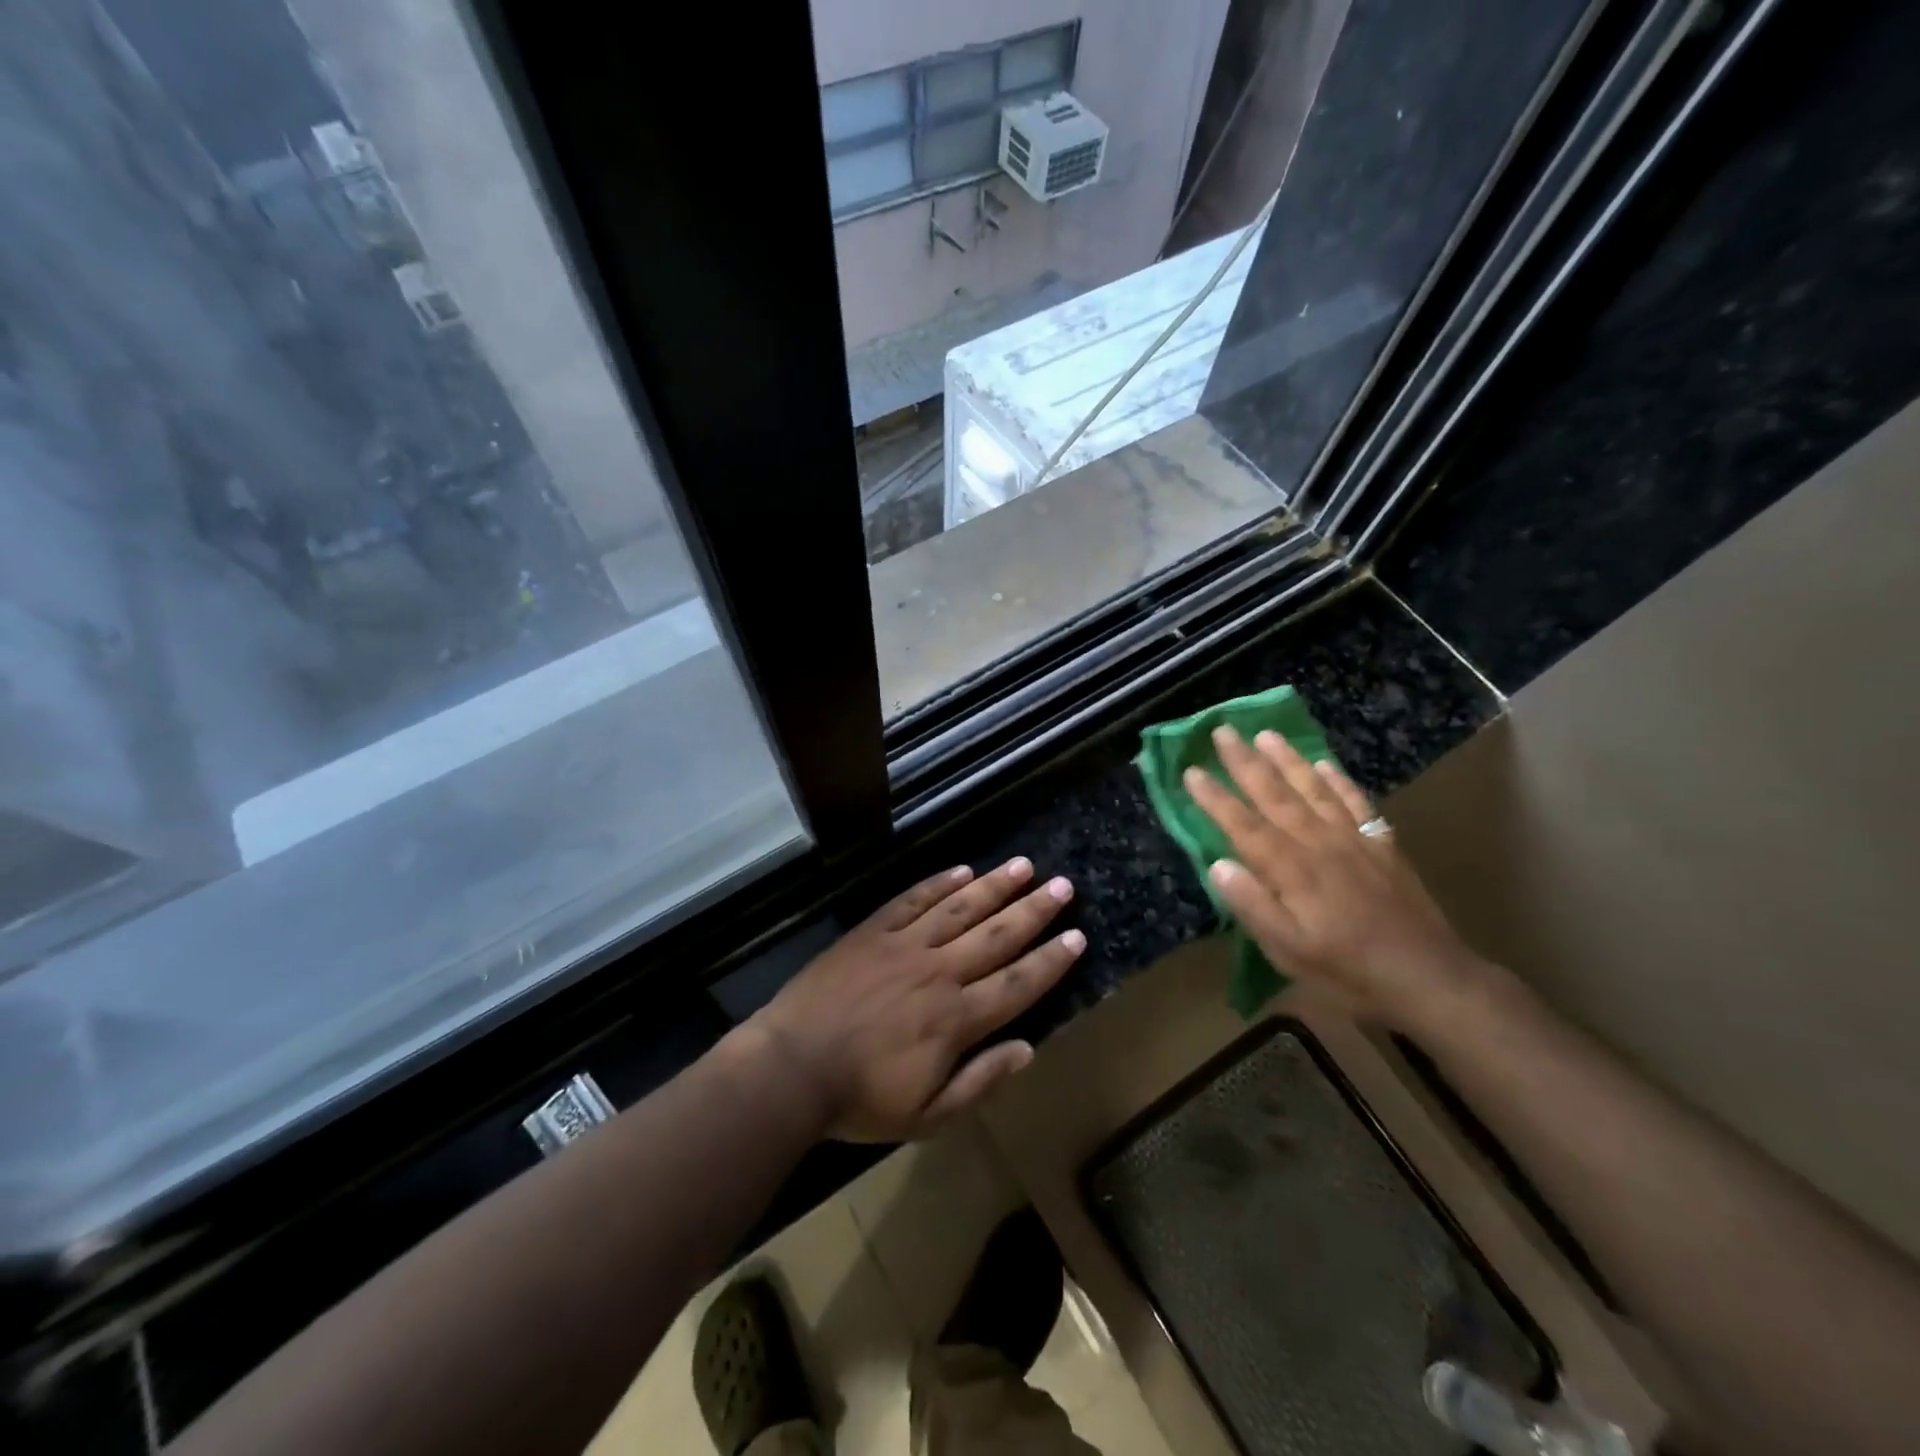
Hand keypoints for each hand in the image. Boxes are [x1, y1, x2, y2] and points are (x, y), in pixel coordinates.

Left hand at [745, 857, 1083, 1140]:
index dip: (1050, 961)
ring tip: (1023, 866)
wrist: (791, 1068)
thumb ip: (980, 1082)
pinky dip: (939, 884)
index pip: (1017, 983)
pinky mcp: (873, 932)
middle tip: (1062, 886)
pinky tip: (962, 870)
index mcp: (957, 1018)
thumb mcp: (927, 1115)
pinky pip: (913, 900)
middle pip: (997, 935)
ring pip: (960, 908)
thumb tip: (1027, 1049)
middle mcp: (939, 972)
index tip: (1077, 936)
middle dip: (1034, 911)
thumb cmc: (860, 1100)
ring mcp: (904, 946)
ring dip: (994, 886)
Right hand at [1184, 726, 1484, 1026]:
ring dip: (1287, 759)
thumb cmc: (1346, 969)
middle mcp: (1318, 844)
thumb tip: (1218, 864)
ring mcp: (1353, 840)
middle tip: (1222, 730)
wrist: (1428, 977)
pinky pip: (1356, 802)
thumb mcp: (1288, 950)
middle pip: (1275, 795)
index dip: (1215, 798)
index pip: (1243, 825)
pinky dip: (1338, 780)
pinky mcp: (1381, 846)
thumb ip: (1251, 905)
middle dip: (1245, 762)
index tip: (1191, 770)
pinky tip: (1323, 764)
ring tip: (1265, 734)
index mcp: (1290, 870)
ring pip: (1313, 789)